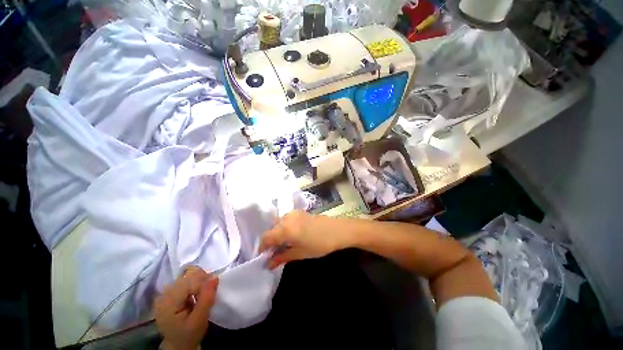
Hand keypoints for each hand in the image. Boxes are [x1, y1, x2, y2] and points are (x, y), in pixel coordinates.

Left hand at [154, 266, 218, 349]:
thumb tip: (215, 277)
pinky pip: (185, 279)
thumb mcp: (200, 320)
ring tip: (203, 293)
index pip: (190, 281)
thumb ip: (206, 298)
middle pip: (187, 275)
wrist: (178, 345)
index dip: (205, 281)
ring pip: (187, 275)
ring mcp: (165, 292)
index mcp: (168, 302)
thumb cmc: (189, 334)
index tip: (214, 288)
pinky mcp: (169, 292)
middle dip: (202, 279)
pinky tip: (196, 293)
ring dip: (199, 280)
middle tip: (210, 291)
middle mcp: (164, 294)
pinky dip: (195, 282)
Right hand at [260, 210, 350, 268]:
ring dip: (277, 234)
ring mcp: (293, 213)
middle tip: (275, 253)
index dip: (262, 248)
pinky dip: (284, 228)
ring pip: (278, 224)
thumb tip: (268, 264)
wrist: (338, 230)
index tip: (263, 257)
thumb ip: (282, 257)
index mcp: (285, 229)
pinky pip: (286, 219)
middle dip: (270, 241)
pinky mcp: (299, 212)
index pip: (266, 237)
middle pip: (271, 229)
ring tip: (284, 245)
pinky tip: (291, 236)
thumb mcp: (300, 253)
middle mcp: (286, 218)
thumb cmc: (320, 244)